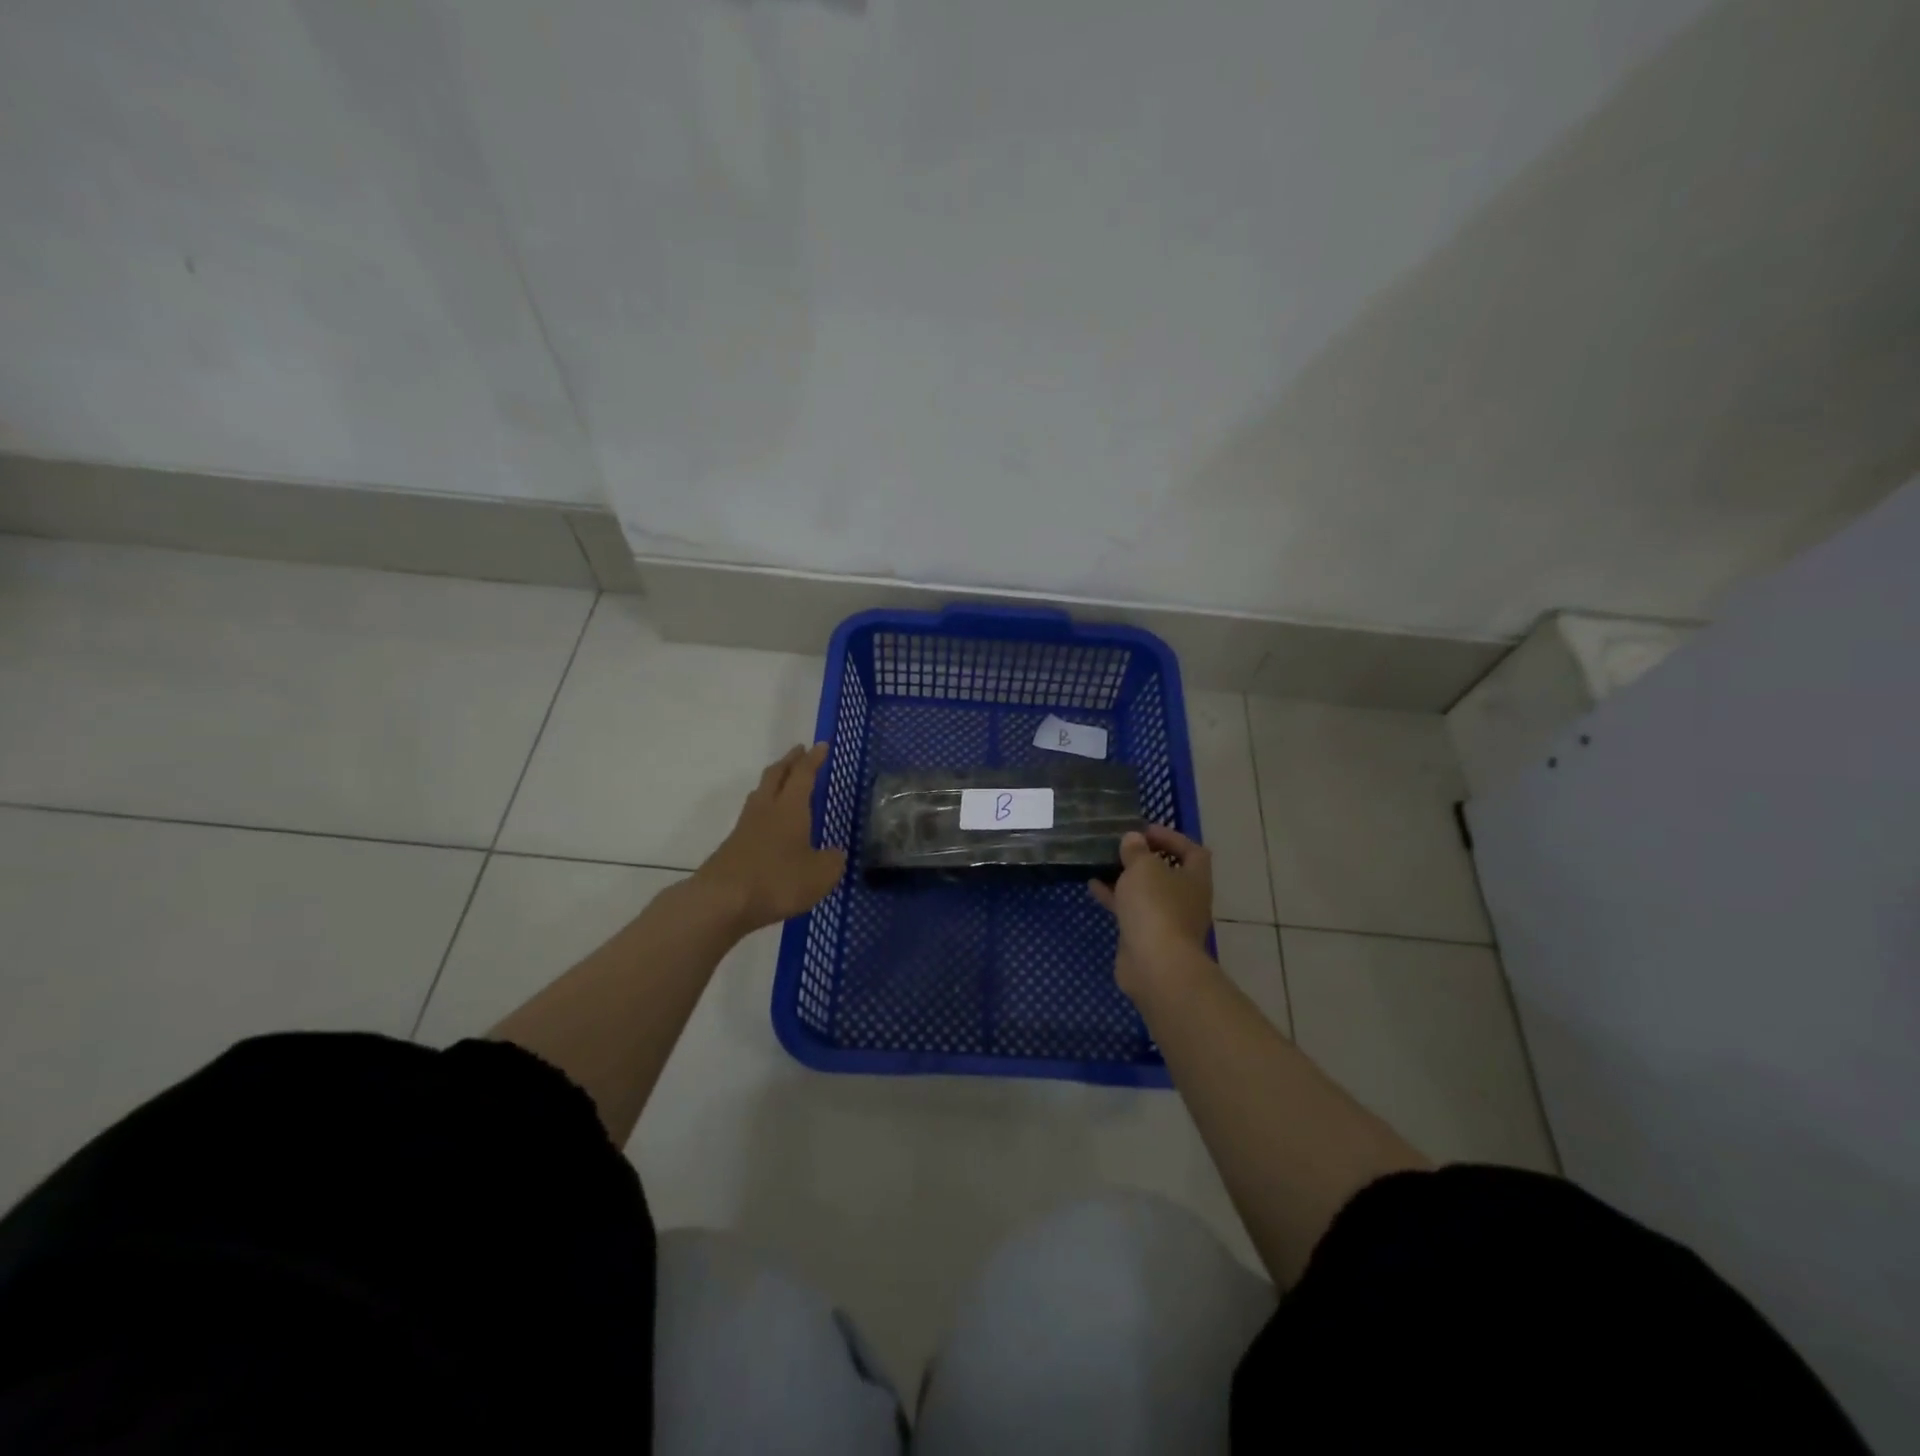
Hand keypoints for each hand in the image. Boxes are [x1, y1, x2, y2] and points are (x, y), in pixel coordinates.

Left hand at [696, 744, 846, 933]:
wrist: (722, 901)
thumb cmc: (777, 881)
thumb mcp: (820, 875)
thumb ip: (832, 861)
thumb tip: (835, 853)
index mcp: (791, 808)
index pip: (803, 774)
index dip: (814, 759)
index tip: (821, 745)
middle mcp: (766, 809)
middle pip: (776, 775)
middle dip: (789, 761)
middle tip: (799, 752)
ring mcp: (745, 827)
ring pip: (760, 794)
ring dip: (773, 782)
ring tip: (783, 781)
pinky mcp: (733, 846)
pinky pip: (752, 817)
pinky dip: (765, 810)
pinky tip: (770, 824)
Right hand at [1089, 826, 1214, 1003]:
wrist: (1155, 965)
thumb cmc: (1156, 907)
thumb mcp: (1143, 868)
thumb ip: (1136, 851)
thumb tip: (1133, 840)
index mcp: (1195, 879)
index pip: (1192, 851)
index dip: (1170, 837)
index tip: (1144, 831)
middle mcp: (1186, 899)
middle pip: (1167, 872)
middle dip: (1144, 859)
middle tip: (1119, 847)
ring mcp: (1166, 921)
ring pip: (1146, 893)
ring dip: (1126, 878)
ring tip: (1101, 863)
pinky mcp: (1146, 937)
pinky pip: (1131, 911)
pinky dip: (1115, 898)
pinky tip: (1093, 886)